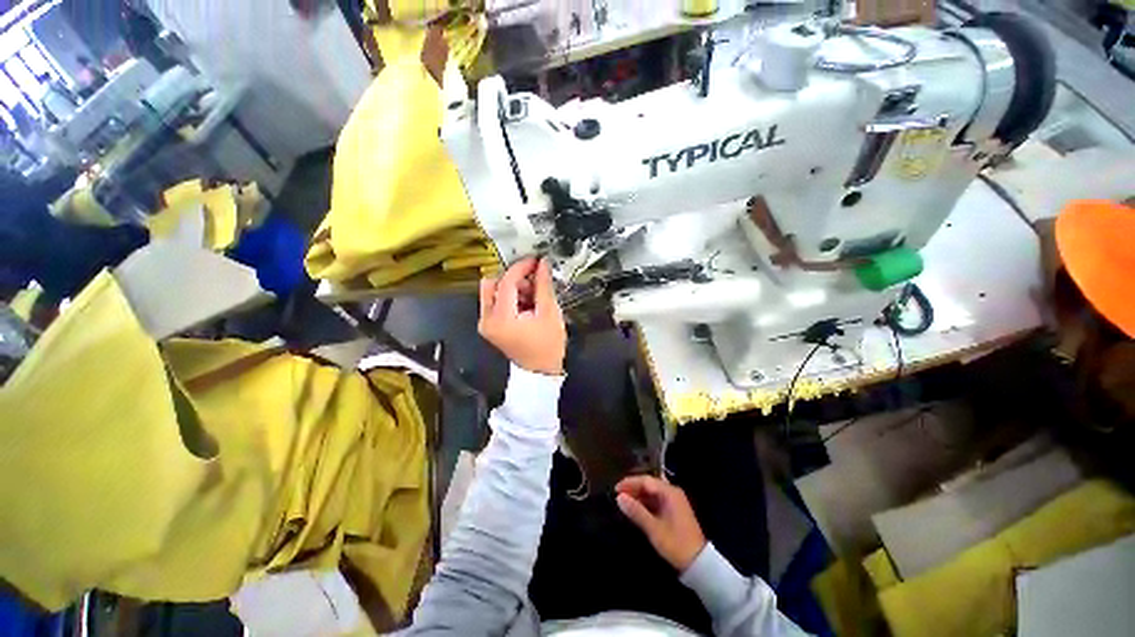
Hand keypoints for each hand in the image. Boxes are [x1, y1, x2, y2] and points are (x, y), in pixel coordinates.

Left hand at [479, 257, 566, 375]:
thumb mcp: (549, 312)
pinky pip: (495, 302)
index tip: (536, 260)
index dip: (521, 267)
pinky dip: (510, 297)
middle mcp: (486, 319)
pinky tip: (527, 303)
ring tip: (533, 295)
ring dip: (512, 287)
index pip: (506, 282)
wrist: (541, 371)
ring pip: (492, 291)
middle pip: (492, 284)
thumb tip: (542, 262)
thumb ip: (543, 285)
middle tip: (533, 281)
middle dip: (513, 278)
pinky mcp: (490, 326)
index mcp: (501, 318)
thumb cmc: (548, 344)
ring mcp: (485, 323)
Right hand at [616, 475, 706, 571]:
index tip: (615, 489)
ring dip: (638, 496)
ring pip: (652, 493)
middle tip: (618, 495)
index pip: (646, 480)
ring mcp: (674, 501)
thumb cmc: (676, 543)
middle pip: (649, 485)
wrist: (699, 563)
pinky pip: (656, 501)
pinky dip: (645, 504)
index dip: (630, 483)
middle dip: (633, 489)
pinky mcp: (673, 511)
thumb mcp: (654, 528)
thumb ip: (636, 511)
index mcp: (670, 492)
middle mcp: (672, 492)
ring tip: (624, 502)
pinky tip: (636, 509)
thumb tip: (619, 498)